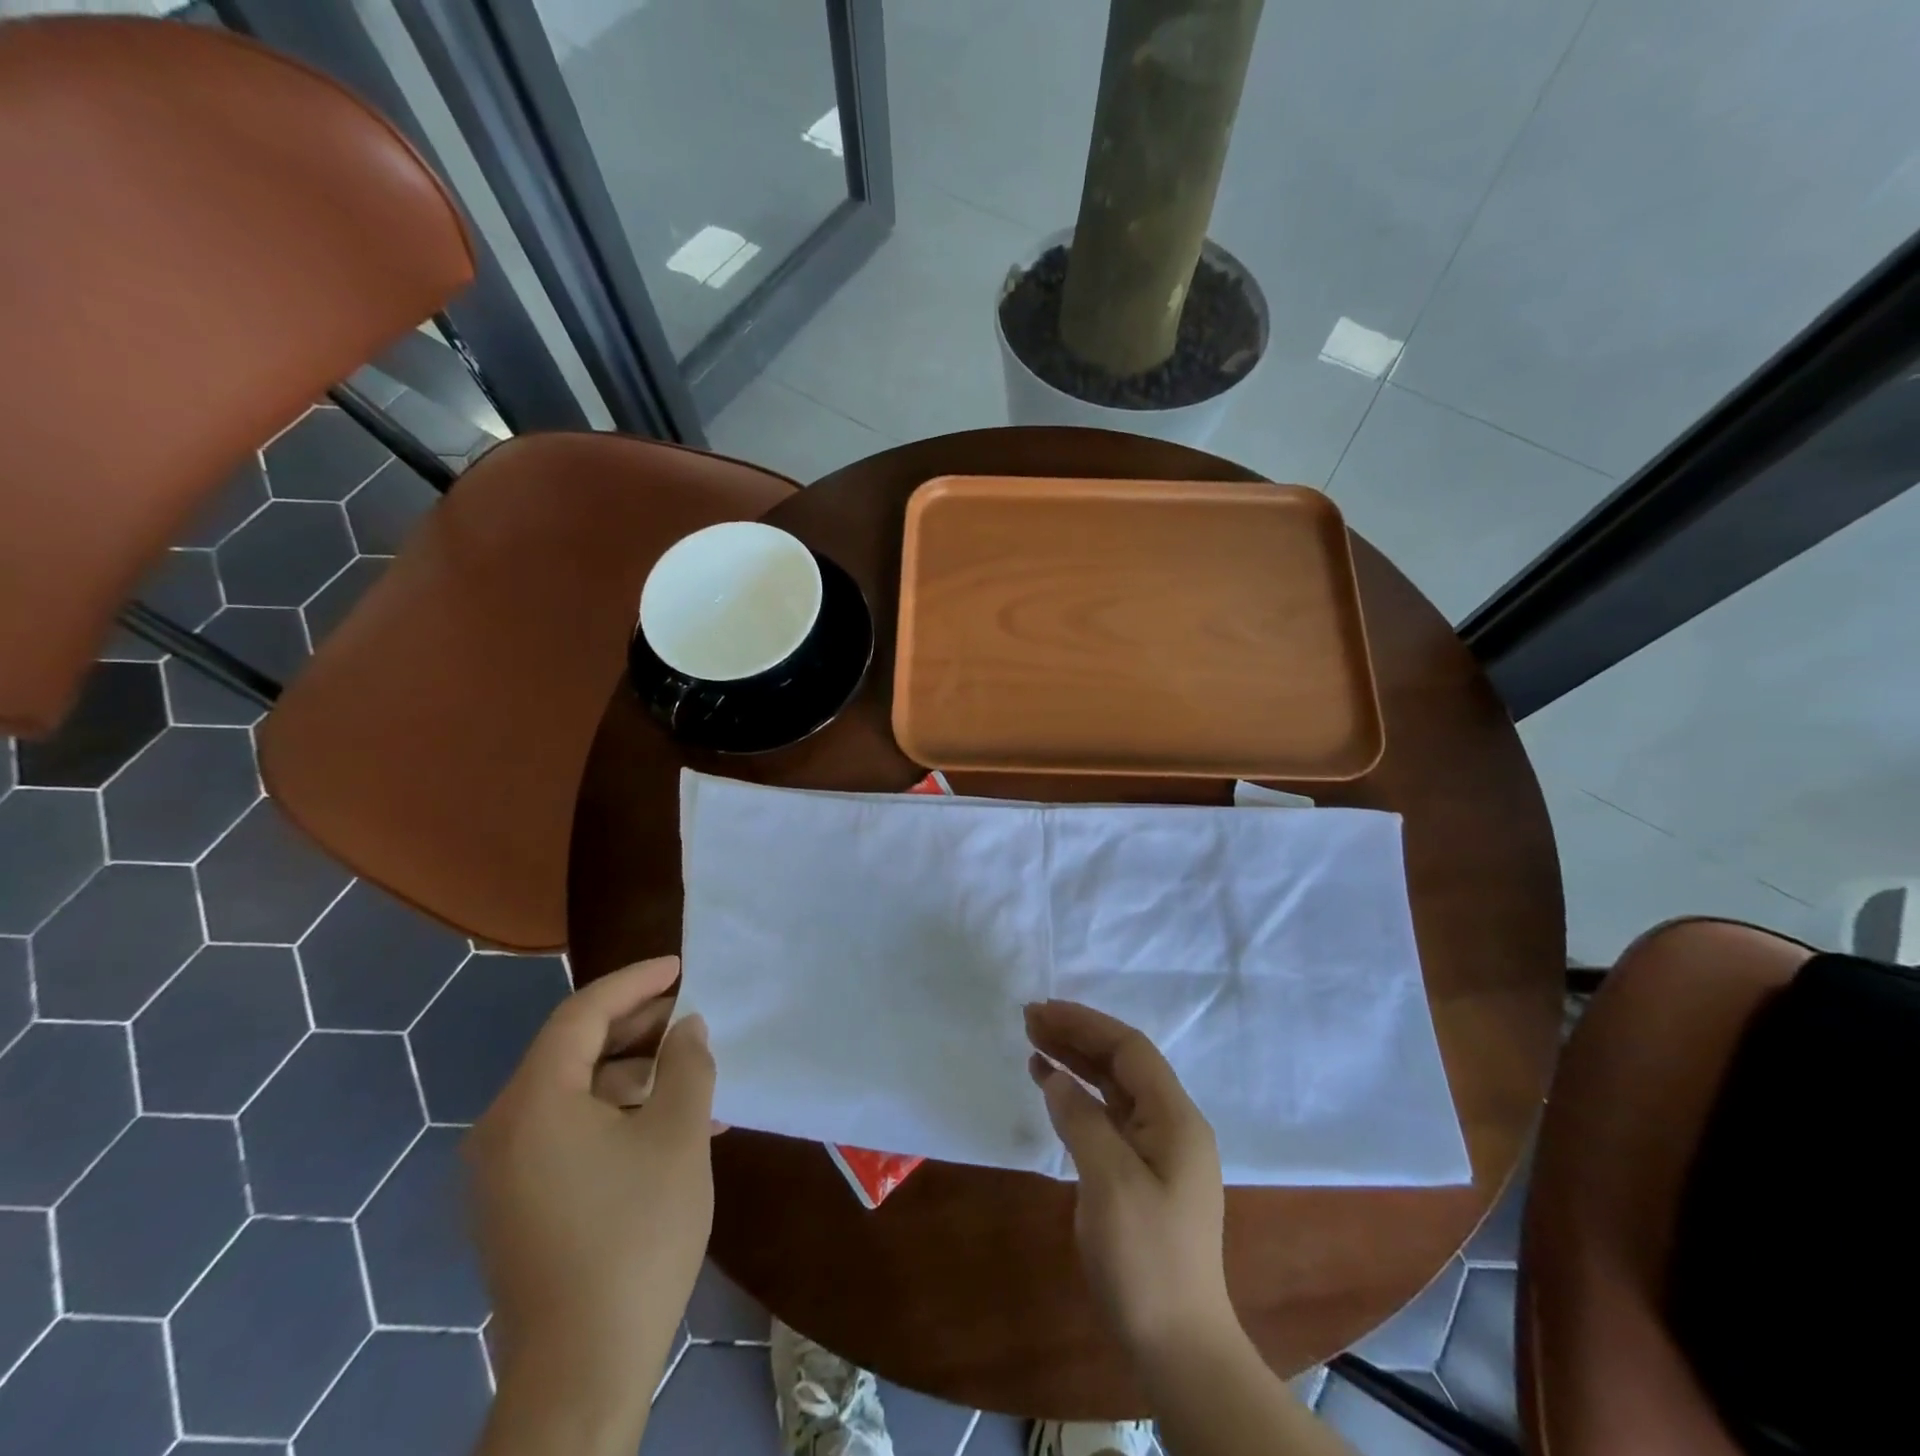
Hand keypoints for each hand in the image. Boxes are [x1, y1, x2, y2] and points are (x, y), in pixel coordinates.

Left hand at [467, 957, 715, 1443]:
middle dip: (637, 1026)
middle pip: (573, 1050)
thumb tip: (687, 1028)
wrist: (582, 1370)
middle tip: (690, 1012)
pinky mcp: (516, 1205)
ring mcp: (504, 1171)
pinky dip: (615, 1115)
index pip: (582, 1014)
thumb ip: (688, 1065)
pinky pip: (567, 1132)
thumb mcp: (678, 1134)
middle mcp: (504, 1128)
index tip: (680, 966)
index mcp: (533, 1102)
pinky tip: (667, 1128)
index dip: (635, 982)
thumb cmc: (634, 1235)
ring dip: (634, 1076)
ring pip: (574, 1093)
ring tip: (693, 1077)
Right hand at [1024, 1000, 1234, 1359]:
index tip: (1043, 1011)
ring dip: (1076, 1061)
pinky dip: (1079, 1095)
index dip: (1086, 1024)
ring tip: (1034, 1041)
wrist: (1177, 1345)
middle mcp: (1172, 1124)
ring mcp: (1159, 1149)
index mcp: (1175, 1118)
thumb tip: (1055, 1076)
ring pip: (1113, 1086)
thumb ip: (1082, 1119)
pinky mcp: (1142, 1172)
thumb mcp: (1109, 1182)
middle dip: (1077, 1036)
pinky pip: (1109, 1115)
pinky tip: (1051, 1086)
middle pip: (1122, 1063)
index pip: (1129, 1050)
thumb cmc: (1145, 1259)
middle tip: (1030, 1019)